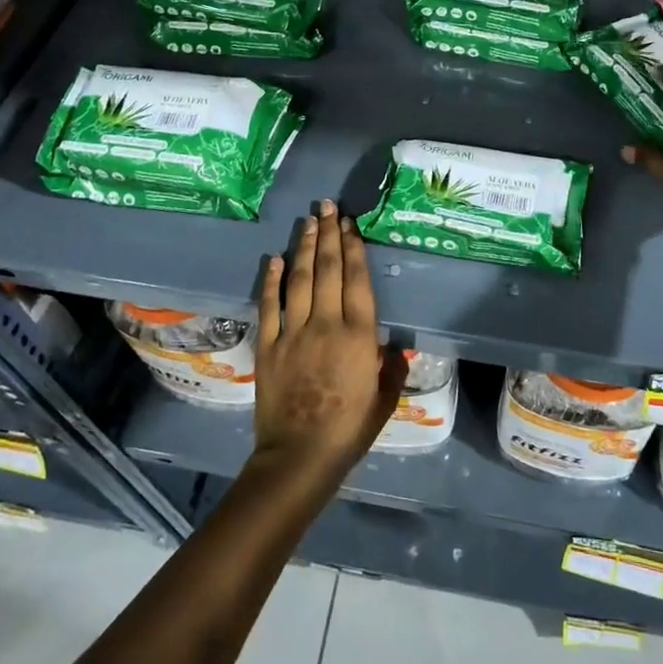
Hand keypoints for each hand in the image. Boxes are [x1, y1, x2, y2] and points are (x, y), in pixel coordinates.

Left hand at [251, 202, 404, 491]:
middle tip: (328, 206)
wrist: (300, 456)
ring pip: (299, 279)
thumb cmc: (349, 430)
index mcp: (359, 335)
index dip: (353, 248)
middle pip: (327, 269)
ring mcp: (294, 332)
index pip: (357, 280)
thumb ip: (391, 367)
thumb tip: (393, 345)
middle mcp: (327, 324)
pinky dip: (271, 280)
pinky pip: (269, 305)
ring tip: (308, 221)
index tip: (350, 224)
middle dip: (329, 234)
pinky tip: (273, 259)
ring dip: (303, 247)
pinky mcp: (269, 345)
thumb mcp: (384, 400)